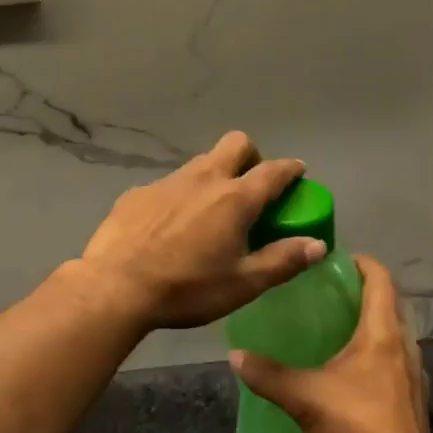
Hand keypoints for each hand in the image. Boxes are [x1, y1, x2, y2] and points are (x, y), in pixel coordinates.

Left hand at [77, 131, 326, 330]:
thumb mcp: (243, 284)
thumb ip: (283, 261)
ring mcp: (167, 182)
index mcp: (235, 199)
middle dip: (251, 156)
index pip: (273, 171)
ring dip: (214, 176)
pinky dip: (180, 197)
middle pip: (236, 144)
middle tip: (251, 187)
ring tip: (210, 212)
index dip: (290, 169)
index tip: (298, 172)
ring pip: (200, 163)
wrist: (115, 287)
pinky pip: (169, 185)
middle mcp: (203, 178)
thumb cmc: (186, 288)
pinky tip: (169, 228)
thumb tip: (317, 244)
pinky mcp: (138, 192)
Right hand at [230, 254, 432, 432]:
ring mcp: (414, 370)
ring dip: (372, 319)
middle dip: (364, 290)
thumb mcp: (303, 397)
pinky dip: (378, 347)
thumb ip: (267, 375)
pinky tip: (353, 365)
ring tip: (338, 323)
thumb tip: (234, 355)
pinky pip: (397, 355)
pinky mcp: (413, 394)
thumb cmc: (356, 425)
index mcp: (382, 334)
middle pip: (389, 302)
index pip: (381, 281)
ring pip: (395, 330)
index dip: (362, 263)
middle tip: (329, 290)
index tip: (337, 259)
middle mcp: (404, 344)